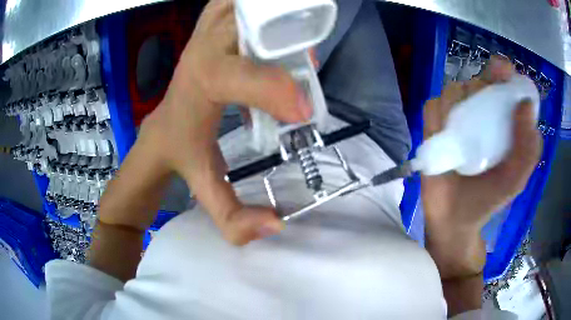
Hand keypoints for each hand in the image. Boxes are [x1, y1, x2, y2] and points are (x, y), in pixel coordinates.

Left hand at [140, 0, 311, 244]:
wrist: (159, 129)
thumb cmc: (181, 154)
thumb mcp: (205, 189)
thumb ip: (234, 218)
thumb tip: (277, 225)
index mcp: (200, 85)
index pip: (237, 75)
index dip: (274, 86)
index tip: (305, 109)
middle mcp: (202, 50)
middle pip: (248, 23)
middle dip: (284, 36)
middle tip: (305, 61)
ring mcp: (204, 33)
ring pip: (240, 5)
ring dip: (271, 14)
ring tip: (291, 33)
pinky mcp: (207, 28)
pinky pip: (231, 3)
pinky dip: (251, 4)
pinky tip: (267, 19)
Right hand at [422, 57, 541, 231]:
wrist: (454, 219)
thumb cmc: (489, 198)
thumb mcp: (516, 180)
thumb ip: (527, 148)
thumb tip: (526, 105)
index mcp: (504, 119)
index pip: (503, 82)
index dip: (502, 71)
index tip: (501, 72)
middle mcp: (481, 111)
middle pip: (477, 80)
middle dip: (480, 92)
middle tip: (482, 122)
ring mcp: (456, 116)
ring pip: (453, 89)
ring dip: (456, 107)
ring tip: (461, 140)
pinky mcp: (433, 125)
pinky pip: (432, 106)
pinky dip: (437, 117)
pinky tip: (443, 138)